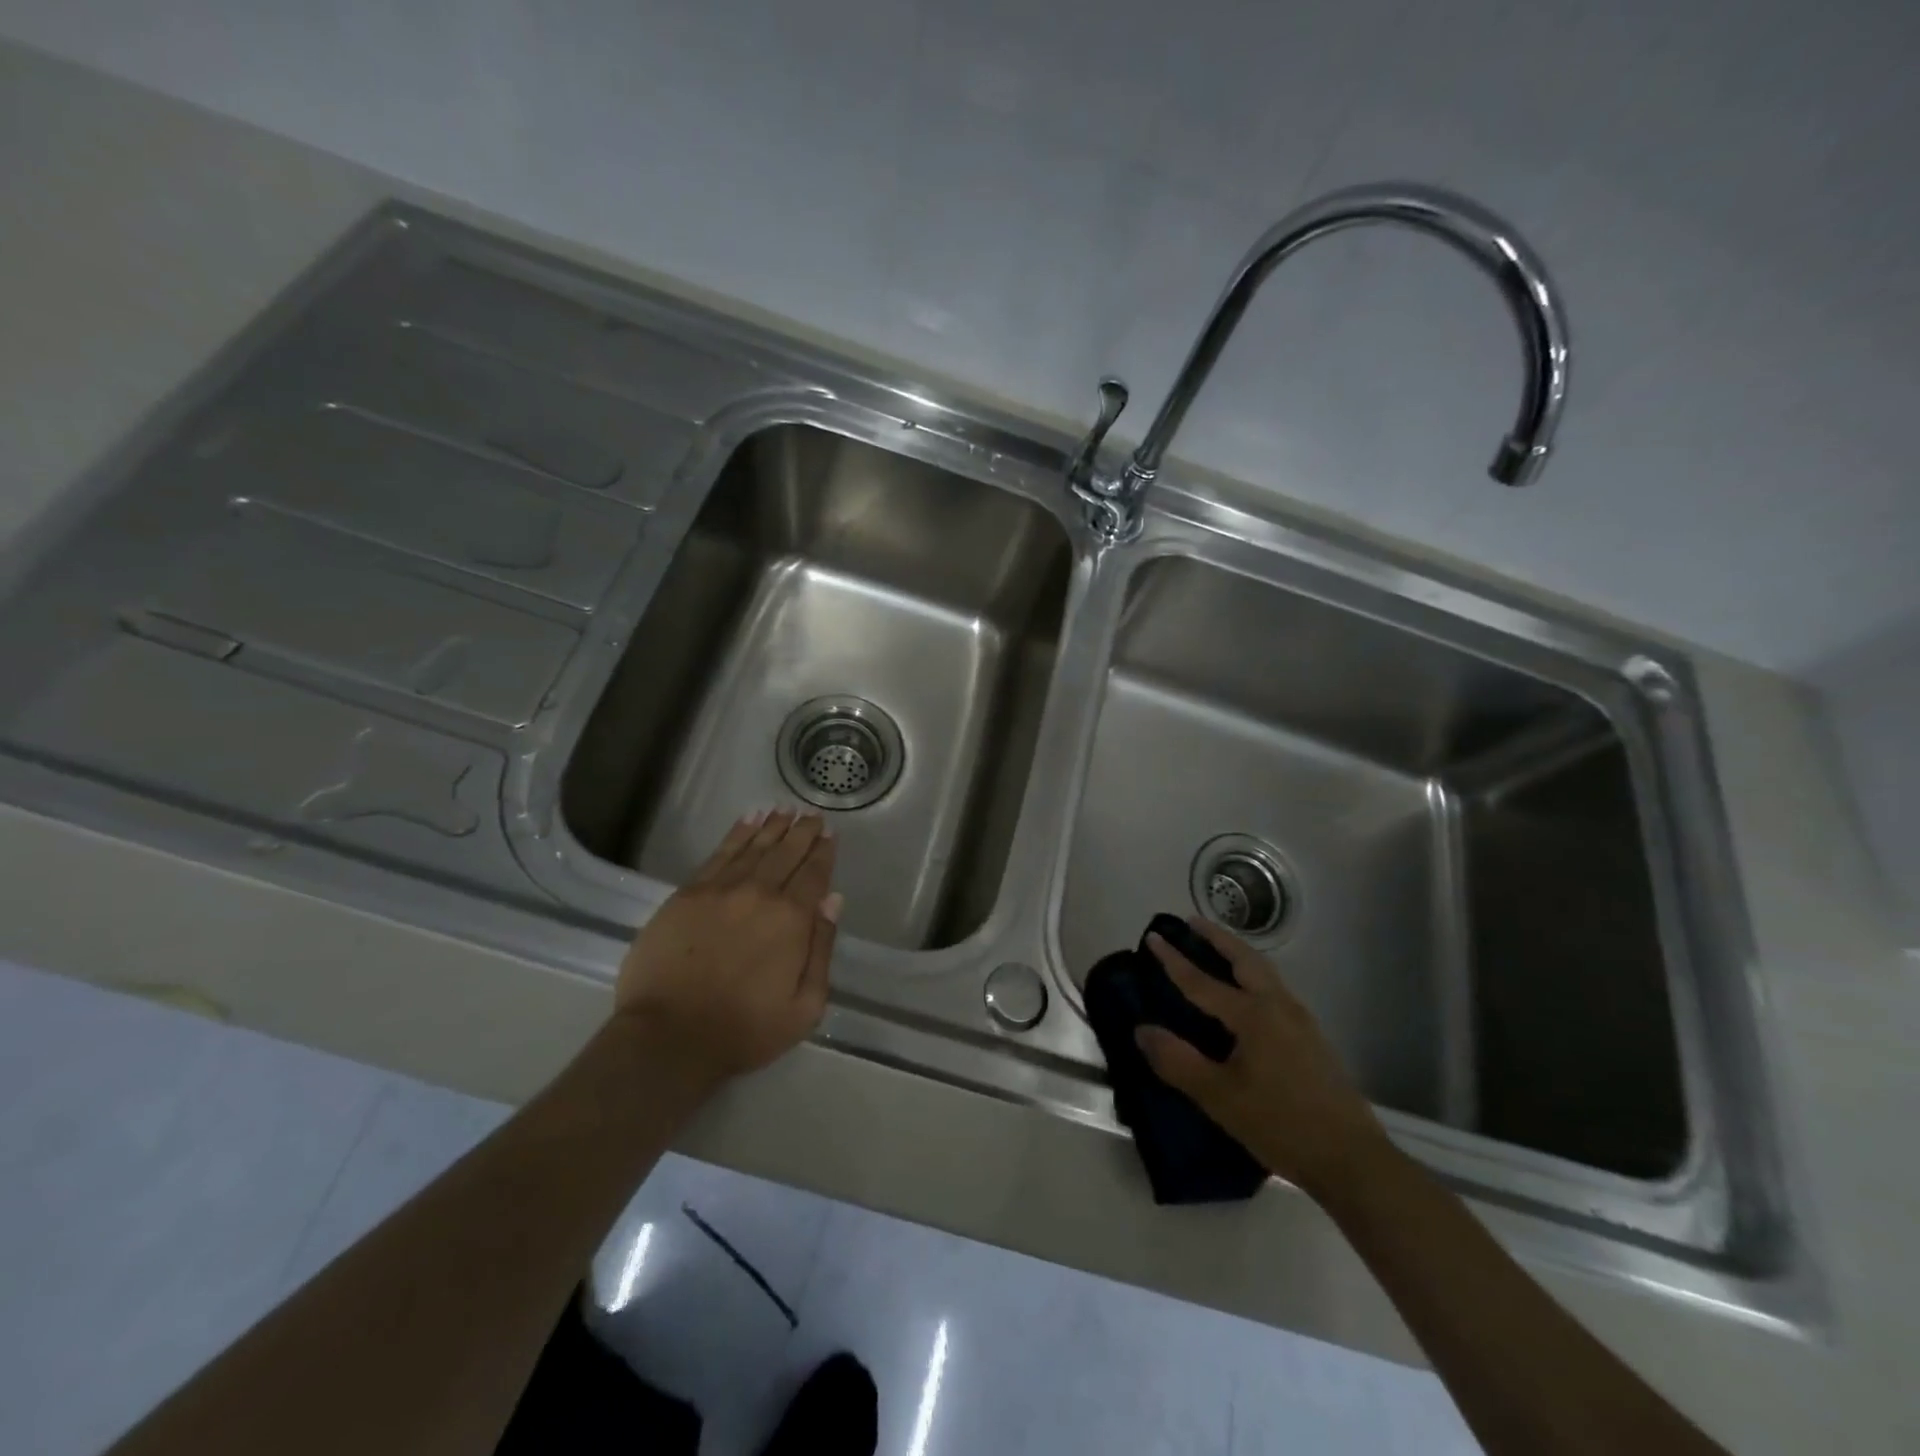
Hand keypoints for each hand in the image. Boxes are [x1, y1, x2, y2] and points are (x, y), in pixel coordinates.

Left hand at [614, 810, 842, 1090]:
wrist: (668, 1038)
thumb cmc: (744, 1030)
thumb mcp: (804, 1006)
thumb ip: (822, 948)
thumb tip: (832, 900)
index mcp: (791, 919)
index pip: (813, 875)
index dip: (823, 853)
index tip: (829, 835)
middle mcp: (759, 894)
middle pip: (786, 853)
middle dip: (802, 832)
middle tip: (811, 815)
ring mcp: (720, 890)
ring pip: (753, 848)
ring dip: (772, 827)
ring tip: (784, 810)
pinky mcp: (687, 894)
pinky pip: (718, 854)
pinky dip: (736, 835)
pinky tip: (747, 822)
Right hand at [1135, 918, 1391, 1201]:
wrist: (1352, 1160)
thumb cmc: (1281, 1125)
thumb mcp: (1220, 1098)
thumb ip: (1178, 1061)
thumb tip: (1142, 1030)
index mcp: (1253, 1016)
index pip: (1202, 981)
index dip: (1174, 960)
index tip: (1153, 936)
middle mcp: (1278, 1007)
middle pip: (1244, 960)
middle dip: (1217, 938)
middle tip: (1192, 922)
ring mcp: (1301, 1021)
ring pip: (1265, 972)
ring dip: (1238, 954)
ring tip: (1217, 948)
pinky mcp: (1312, 1039)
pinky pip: (1275, 990)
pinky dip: (1253, 975)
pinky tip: (1247, 994)